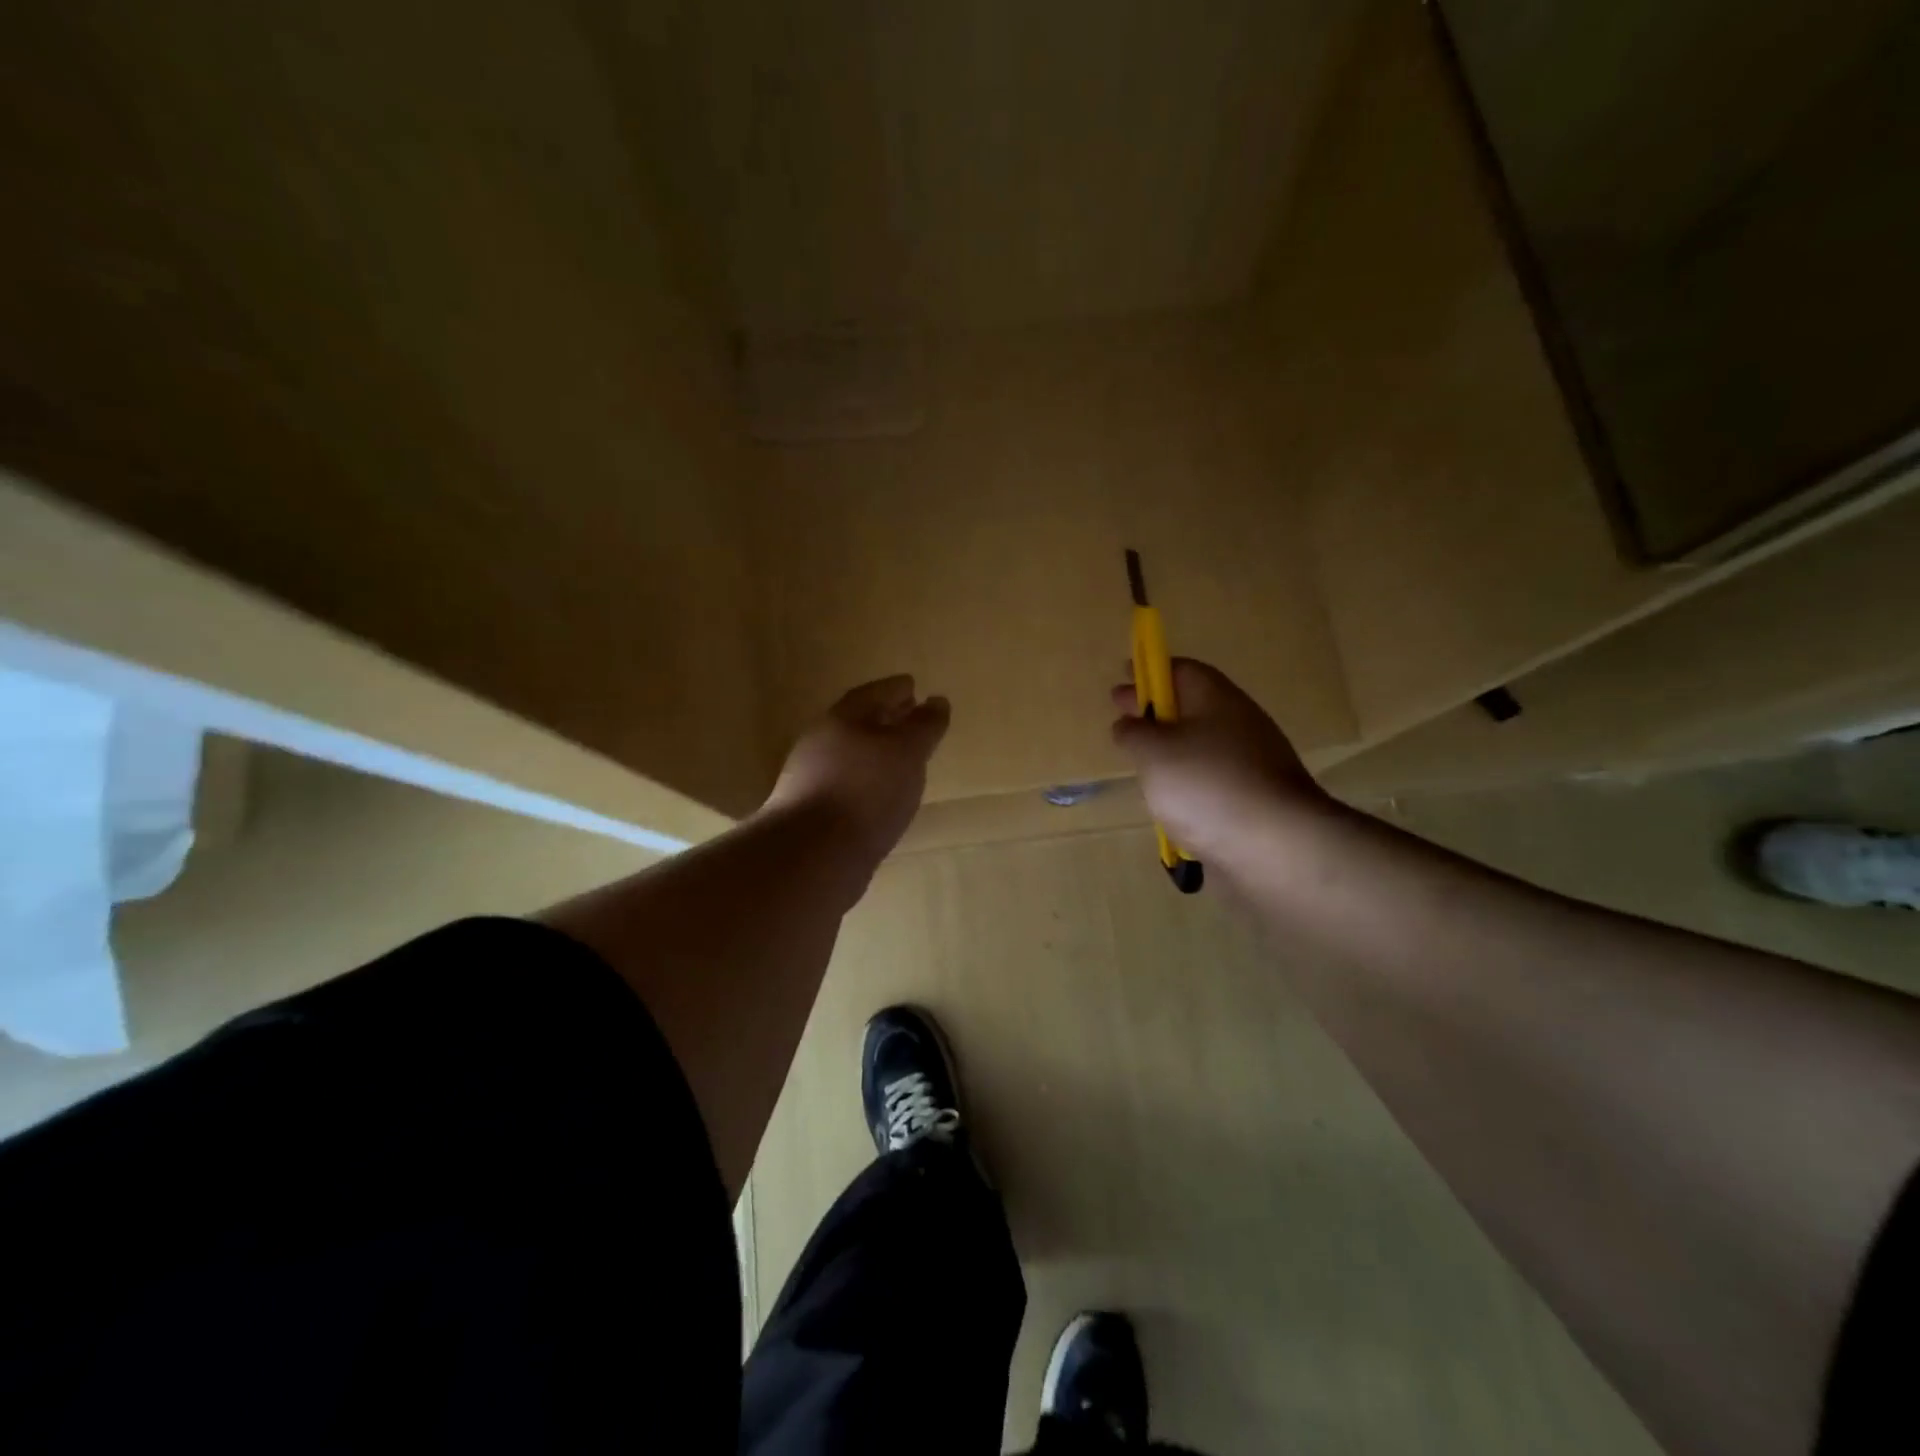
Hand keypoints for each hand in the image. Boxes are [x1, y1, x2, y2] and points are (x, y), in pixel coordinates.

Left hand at [764, 675, 950, 863]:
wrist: (813, 856)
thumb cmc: (866, 791)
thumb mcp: (907, 752)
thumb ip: (924, 725)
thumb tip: (937, 701)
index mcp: (841, 719)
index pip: (872, 694)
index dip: (895, 689)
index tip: (914, 686)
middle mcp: (820, 743)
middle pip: (857, 723)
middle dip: (885, 719)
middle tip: (911, 718)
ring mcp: (811, 780)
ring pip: (851, 756)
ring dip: (876, 754)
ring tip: (903, 760)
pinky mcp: (812, 814)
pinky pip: (846, 786)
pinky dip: (867, 783)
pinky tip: (883, 797)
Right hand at [1110, 659, 1336, 861]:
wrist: (1275, 845)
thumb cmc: (1206, 784)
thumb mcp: (1153, 752)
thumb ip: (1133, 733)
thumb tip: (1128, 724)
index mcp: (1216, 699)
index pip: (1182, 670)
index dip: (1151, 671)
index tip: (1125, 676)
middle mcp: (1239, 724)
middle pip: (1193, 707)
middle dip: (1156, 712)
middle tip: (1124, 719)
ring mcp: (1252, 764)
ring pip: (1202, 746)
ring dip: (1172, 750)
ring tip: (1142, 766)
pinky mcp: (1255, 800)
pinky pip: (1213, 781)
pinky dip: (1189, 784)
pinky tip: (1171, 802)